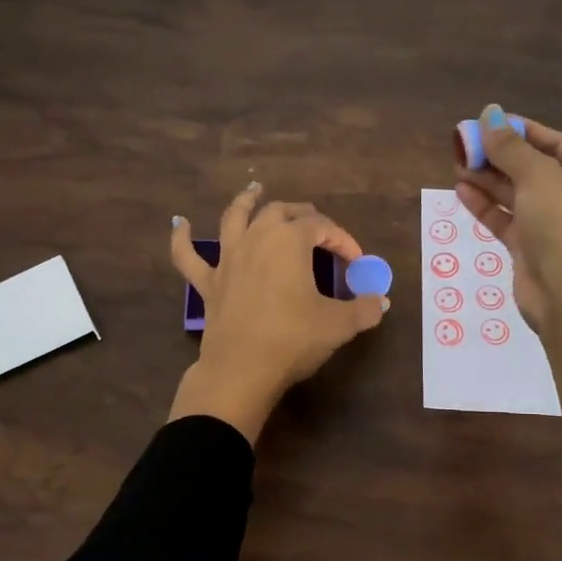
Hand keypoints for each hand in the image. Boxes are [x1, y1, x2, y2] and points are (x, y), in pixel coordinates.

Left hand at [168, 184, 387, 442]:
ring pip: (235, 218)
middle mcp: (256, 238)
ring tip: (254, 191)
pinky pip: (187, 255)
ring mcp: (227, 259)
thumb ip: (364, 310)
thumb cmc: (293, 340)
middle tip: (315, 224)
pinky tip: (180, 224)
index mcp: (289, 241)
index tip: (356, 261)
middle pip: (280, 212)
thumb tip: (381, 303)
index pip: (322, 227)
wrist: (242, 370)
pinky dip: (182, 238)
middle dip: (301, 214)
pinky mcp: (208, 283)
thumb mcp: (338, 325)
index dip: (343, 240)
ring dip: (246, 202)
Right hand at [456, 106, 561, 461]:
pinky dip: (485, 205)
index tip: (487, 122)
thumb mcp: (538, 176)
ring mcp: (552, 225)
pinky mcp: (530, 248)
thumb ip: (510, 147)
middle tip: (463, 143)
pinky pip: (505, 219)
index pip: (555, 142)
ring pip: (515, 194)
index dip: (520, 130)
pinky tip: (461, 189)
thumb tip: (488, 114)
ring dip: (487, 179)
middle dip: (498, 155)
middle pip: (532, 167)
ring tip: (456, 163)